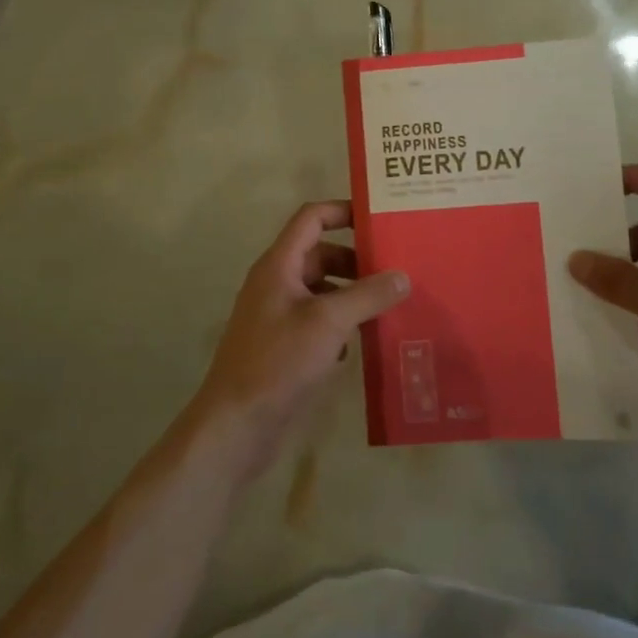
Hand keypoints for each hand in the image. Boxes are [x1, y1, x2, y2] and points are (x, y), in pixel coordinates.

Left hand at [189, 201, 408, 485]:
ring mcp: (279, 315)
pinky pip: (319, 320)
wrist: (235, 426)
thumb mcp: (328, 323)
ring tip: (390, 303)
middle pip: (321, 254)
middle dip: (357, 259)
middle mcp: (277, 283)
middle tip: (396, 268)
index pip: (311, 218)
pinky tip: (365, 341)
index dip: (343, 211)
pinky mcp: (284, 345)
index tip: (379, 219)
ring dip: (353, 293)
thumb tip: (403, 276)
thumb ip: (367, 295)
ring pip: (322, 289)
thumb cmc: (278, 362)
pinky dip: (342, 323)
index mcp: (279, 265)